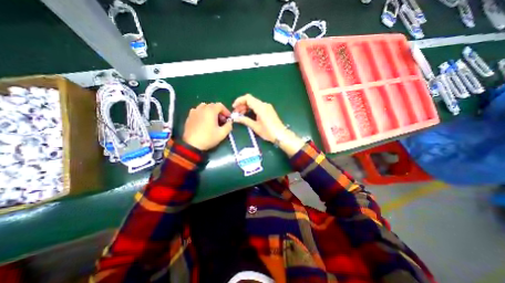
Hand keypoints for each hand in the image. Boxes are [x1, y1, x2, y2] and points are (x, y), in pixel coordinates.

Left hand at [182, 102, 233, 149]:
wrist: (191, 144)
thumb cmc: (208, 138)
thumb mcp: (222, 133)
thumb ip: (229, 126)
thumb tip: (230, 122)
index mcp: (210, 110)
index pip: (220, 105)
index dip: (226, 111)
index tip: (228, 118)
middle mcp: (202, 108)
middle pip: (212, 106)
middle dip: (219, 112)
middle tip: (222, 121)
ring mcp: (194, 112)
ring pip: (204, 107)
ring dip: (210, 112)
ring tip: (213, 120)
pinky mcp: (189, 116)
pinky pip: (198, 111)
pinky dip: (203, 114)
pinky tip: (204, 122)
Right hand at [230, 94, 285, 142]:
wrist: (280, 135)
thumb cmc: (268, 132)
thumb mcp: (255, 126)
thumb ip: (245, 120)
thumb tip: (235, 118)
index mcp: (260, 107)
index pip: (248, 98)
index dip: (239, 101)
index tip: (234, 107)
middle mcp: (264, 104)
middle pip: (250, 100)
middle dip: (242, 105)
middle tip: (236, 113)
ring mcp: (267, 106)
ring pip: (254, 103)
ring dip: (246, 107)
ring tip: (241, 114)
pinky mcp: (268, 109)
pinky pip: (258, 106)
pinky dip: (252, 108)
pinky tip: (248, 114)